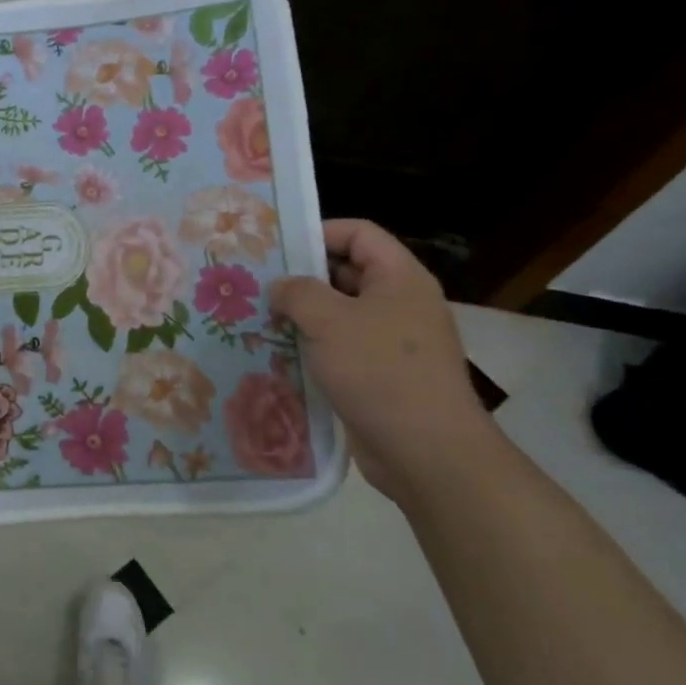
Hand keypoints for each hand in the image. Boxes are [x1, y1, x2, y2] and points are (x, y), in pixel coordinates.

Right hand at [270, 220, 492, 500]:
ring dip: (303, 316)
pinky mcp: (382, 376)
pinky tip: (280, 356)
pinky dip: (314, 348)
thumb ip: (297, 293)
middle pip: (348, 272)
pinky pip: (343, 349)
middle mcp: (401, 303)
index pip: (359, 233)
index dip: (319, 232)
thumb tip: (280, 287)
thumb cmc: (379, 371)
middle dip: (303, 277)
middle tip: (257, 284)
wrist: (427, 452)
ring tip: (260, 319)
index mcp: (399, 278)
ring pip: (341, 314)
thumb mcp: (329, 321)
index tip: (277, 248)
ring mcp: (393, 342)